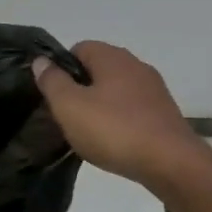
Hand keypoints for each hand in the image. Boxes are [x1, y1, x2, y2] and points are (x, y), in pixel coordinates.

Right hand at [34, 42, 205, 191]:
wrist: (170, 162)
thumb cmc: (114, 130)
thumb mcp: (70, 106)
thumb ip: (52, 81)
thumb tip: (41, 61)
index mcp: (112, 57)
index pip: (79, 48)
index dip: (62, 68)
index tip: (53, 95)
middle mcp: (136, 65)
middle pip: (99, 69)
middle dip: (81, 88)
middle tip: (68, 116)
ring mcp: (154, 89)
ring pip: (117, 90)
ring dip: (101, 106)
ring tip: (89, 132)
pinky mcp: (165, 113)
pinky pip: (133, 109)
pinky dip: (121, 120)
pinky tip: (115, 142)